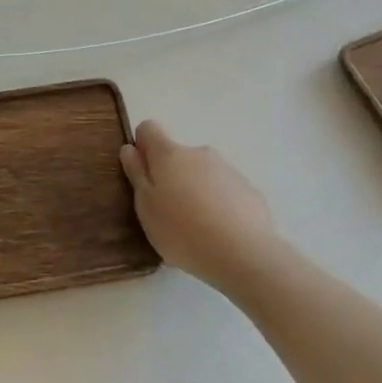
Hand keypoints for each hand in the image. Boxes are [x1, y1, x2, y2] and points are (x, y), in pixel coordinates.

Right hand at [120, 121, 286, 297]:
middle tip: (168, 212)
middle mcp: (199, 153)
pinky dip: (219, 205)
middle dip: (171, 176)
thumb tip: (131, 148)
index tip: (143, 174)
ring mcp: (228, 170)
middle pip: (178, 155)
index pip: (149, 128)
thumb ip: (136, 174)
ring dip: (196, 191)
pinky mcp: (250, 191)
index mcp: (170, 154)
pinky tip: (221, 233)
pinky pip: (226, 191)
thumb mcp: (146, 206)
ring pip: (203, 174)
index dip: (143, 147)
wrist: (244, 254)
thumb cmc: (182, 230)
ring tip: (196, 228)